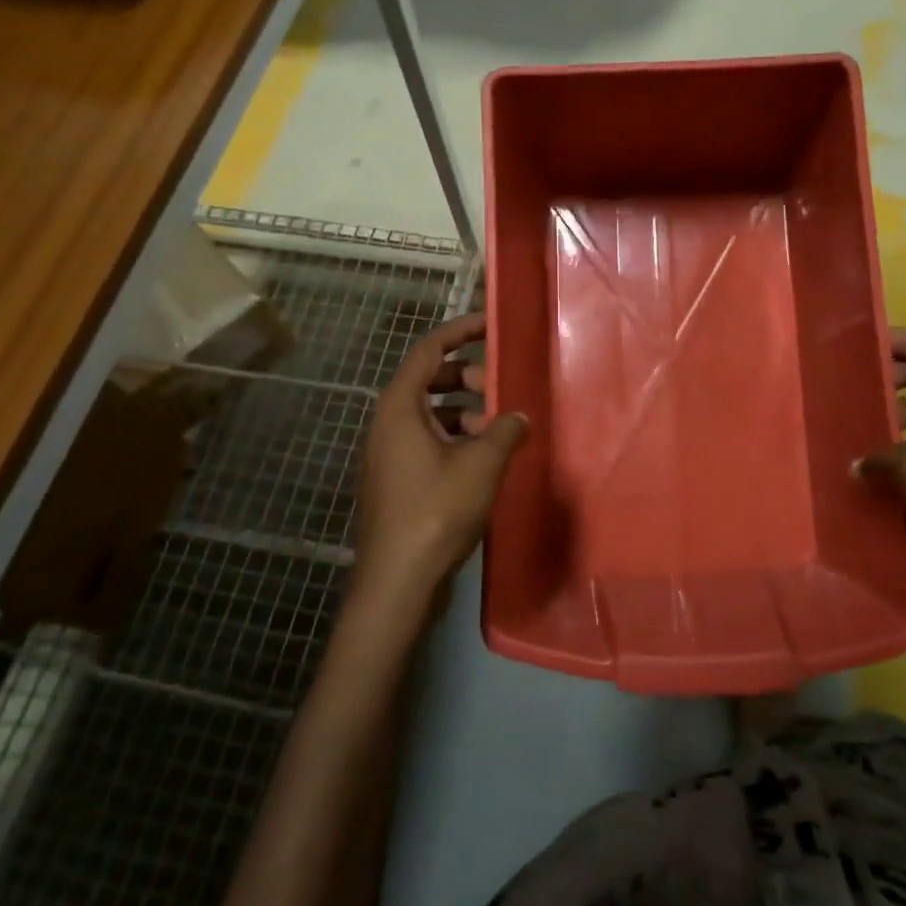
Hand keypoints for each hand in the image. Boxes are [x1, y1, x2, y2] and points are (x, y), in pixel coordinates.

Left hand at [354, 314, 527, 604]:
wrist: (398, 580)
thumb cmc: (437, 510)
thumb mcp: (482, 464)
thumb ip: (504, 430)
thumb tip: (518, 416)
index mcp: (400, 405)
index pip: (428, 349)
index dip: (460, 332)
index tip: (490, 326)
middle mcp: (388, 421)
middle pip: (428, 379)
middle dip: (466, 375)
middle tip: (499, 386)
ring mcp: (388, 451)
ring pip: (429, 412)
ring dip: (464, 410)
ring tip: (498, 426)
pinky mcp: (396, 478)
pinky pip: (427, 438)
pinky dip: (454, 435)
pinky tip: (484, 457)